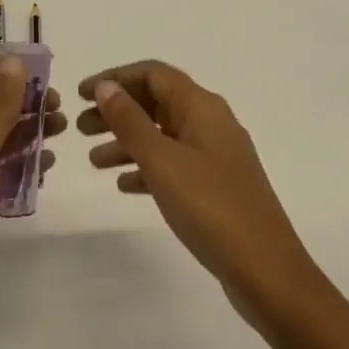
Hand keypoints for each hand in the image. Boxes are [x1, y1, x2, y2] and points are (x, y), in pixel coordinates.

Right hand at [78, 61, 319, 332]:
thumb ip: (130, 121)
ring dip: (127, 141)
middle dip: (117, 111)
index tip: (82, 94)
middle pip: (156, 102)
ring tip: (93, 160)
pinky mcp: (217, 187)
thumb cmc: (211, 207)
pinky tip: (124, 185)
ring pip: (162, 134)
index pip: (152, 74)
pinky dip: (147, 167)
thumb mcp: (162, 160)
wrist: (268, 274)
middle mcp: (210, 122)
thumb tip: (106, 87)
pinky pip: (174, 163)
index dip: (115, 78)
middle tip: (80, 127)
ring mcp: (215, 156)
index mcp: (201, 106)